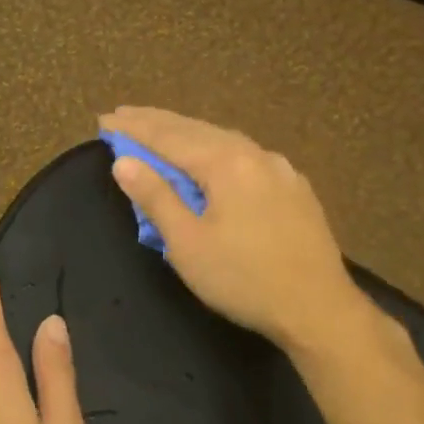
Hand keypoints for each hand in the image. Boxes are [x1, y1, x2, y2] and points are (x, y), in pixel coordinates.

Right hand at [98, 106, 374, 352]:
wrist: (319, 309)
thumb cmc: (244, 279)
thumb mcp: (188, 244)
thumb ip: (155, 198)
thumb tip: (123, 161)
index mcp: (226, 163)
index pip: (168, 137)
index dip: (133, 128)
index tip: (104, 120)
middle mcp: (255, 154)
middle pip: (196, 130)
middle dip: (157, 122)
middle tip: (124, 114)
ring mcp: (280, 169)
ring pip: (223, 140)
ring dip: (186, 133)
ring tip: (160, 130)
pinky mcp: (294, 188)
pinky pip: (244, 156)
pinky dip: (214, 149)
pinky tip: (212, 155)